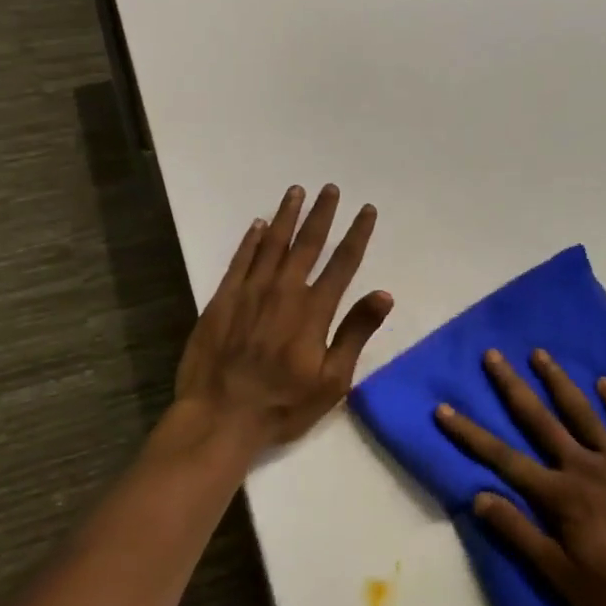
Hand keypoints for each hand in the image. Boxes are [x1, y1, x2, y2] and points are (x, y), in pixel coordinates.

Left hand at [175, 184, 392, 449]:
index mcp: (314, 310)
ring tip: (297, 192)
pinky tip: (258, 224)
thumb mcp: (332, 380)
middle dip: (322, 214)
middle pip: (308, 243)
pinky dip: (251, 239)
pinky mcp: (222, 299)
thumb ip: (356, 333)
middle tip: (331, 188)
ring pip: (272, 243)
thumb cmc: (283, 404)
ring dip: (287, 216)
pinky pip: (240, 260)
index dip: (357, 233)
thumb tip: (384, 294)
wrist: (220, 417)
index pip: (343, 262)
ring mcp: (249, 292)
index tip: (366, 210)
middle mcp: (284, 291)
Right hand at [435, 348, 605, 605]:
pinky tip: (605, 382)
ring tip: (539, 354)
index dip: (470, 434)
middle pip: (540, 420)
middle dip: (512, 387)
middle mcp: (583, 466)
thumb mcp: (562, 575)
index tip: (444, 409)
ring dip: (558, 381)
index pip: (503, 459)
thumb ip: (520, 534)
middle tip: (493, 355)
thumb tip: (479, 498)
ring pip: (582, 413)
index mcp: (560, 494)